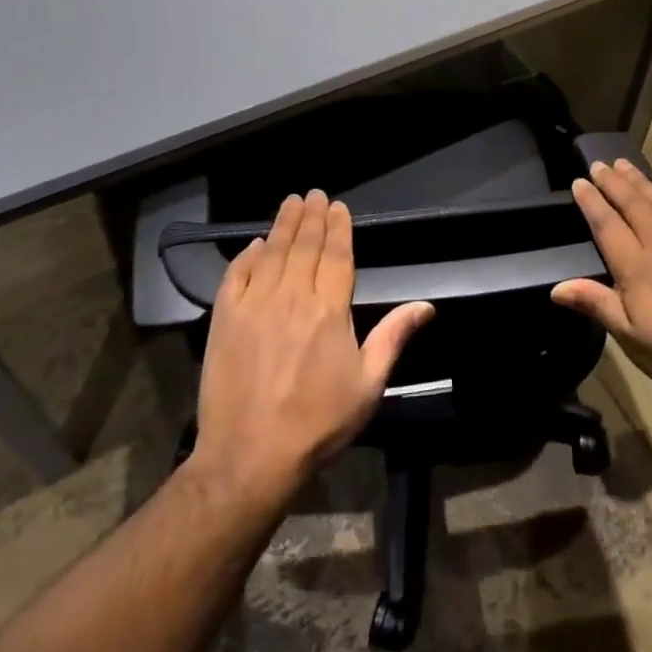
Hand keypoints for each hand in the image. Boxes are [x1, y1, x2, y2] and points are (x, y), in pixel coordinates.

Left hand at [192, 190, 432, 506]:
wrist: (250, 456)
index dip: (339, 228)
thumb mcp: (368, 384)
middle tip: (314, 194)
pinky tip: (254, 245)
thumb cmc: (318, 422)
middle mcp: (292, 296)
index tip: (338, 206)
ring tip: (291, 203)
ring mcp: (255, 305)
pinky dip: (246, 256)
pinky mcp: (225, 319)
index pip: (337, 255)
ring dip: (283, 225)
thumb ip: (393, 337)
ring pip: (272, 252)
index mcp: (330, 309)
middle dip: (312, 217)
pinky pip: (236, 275)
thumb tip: (426, 306)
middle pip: (304, 246)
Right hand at [552, 159, 651, 412]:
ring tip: (625, 164)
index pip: (608, 226)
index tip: (579, 181)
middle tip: (599, 163)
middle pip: (634, 206)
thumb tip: (556, 287)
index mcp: (637, 269)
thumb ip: (597, 305)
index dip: (592, 202)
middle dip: (614, 183)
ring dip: (642, 182)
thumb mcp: (633, 340)